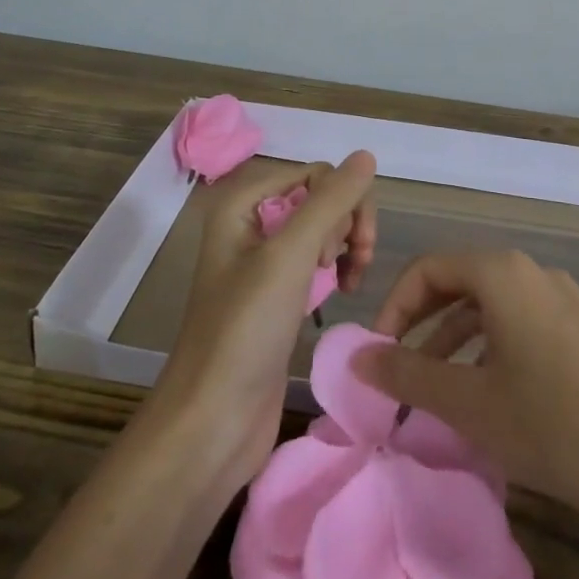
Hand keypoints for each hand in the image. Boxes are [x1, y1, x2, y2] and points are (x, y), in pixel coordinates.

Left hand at [149, 152, 378, 493]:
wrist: (212, 423)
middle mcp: (250, 223)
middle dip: (345, 226)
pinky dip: (334, 271)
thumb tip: (366, 154)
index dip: (341, 203)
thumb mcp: (290, 256)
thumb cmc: (245, 331)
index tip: (342, 249)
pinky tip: (341, 293)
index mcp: (242, 202)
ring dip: (344, 248)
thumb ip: (331, 201)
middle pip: (320, 198)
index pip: (315, 173)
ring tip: (349, 283)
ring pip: (322, 230)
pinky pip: (315, 261)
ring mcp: (262, 261)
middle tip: (350, 266)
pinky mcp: (275, 295)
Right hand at [353, 249, 578, 530]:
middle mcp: (534, 272)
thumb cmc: (546, 424)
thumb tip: (356, 356)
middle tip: (398, 360)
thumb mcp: (466, 402)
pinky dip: (490, 341)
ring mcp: (564, 296)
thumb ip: (406, 372)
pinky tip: (487, 385)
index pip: (430, 268)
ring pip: (492, 302)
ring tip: (436, 381)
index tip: (378, 350)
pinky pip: (521, 318)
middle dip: (423, 318)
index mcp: (503, 274)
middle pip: (461, 279)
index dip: (395, 304)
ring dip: (455, 334)